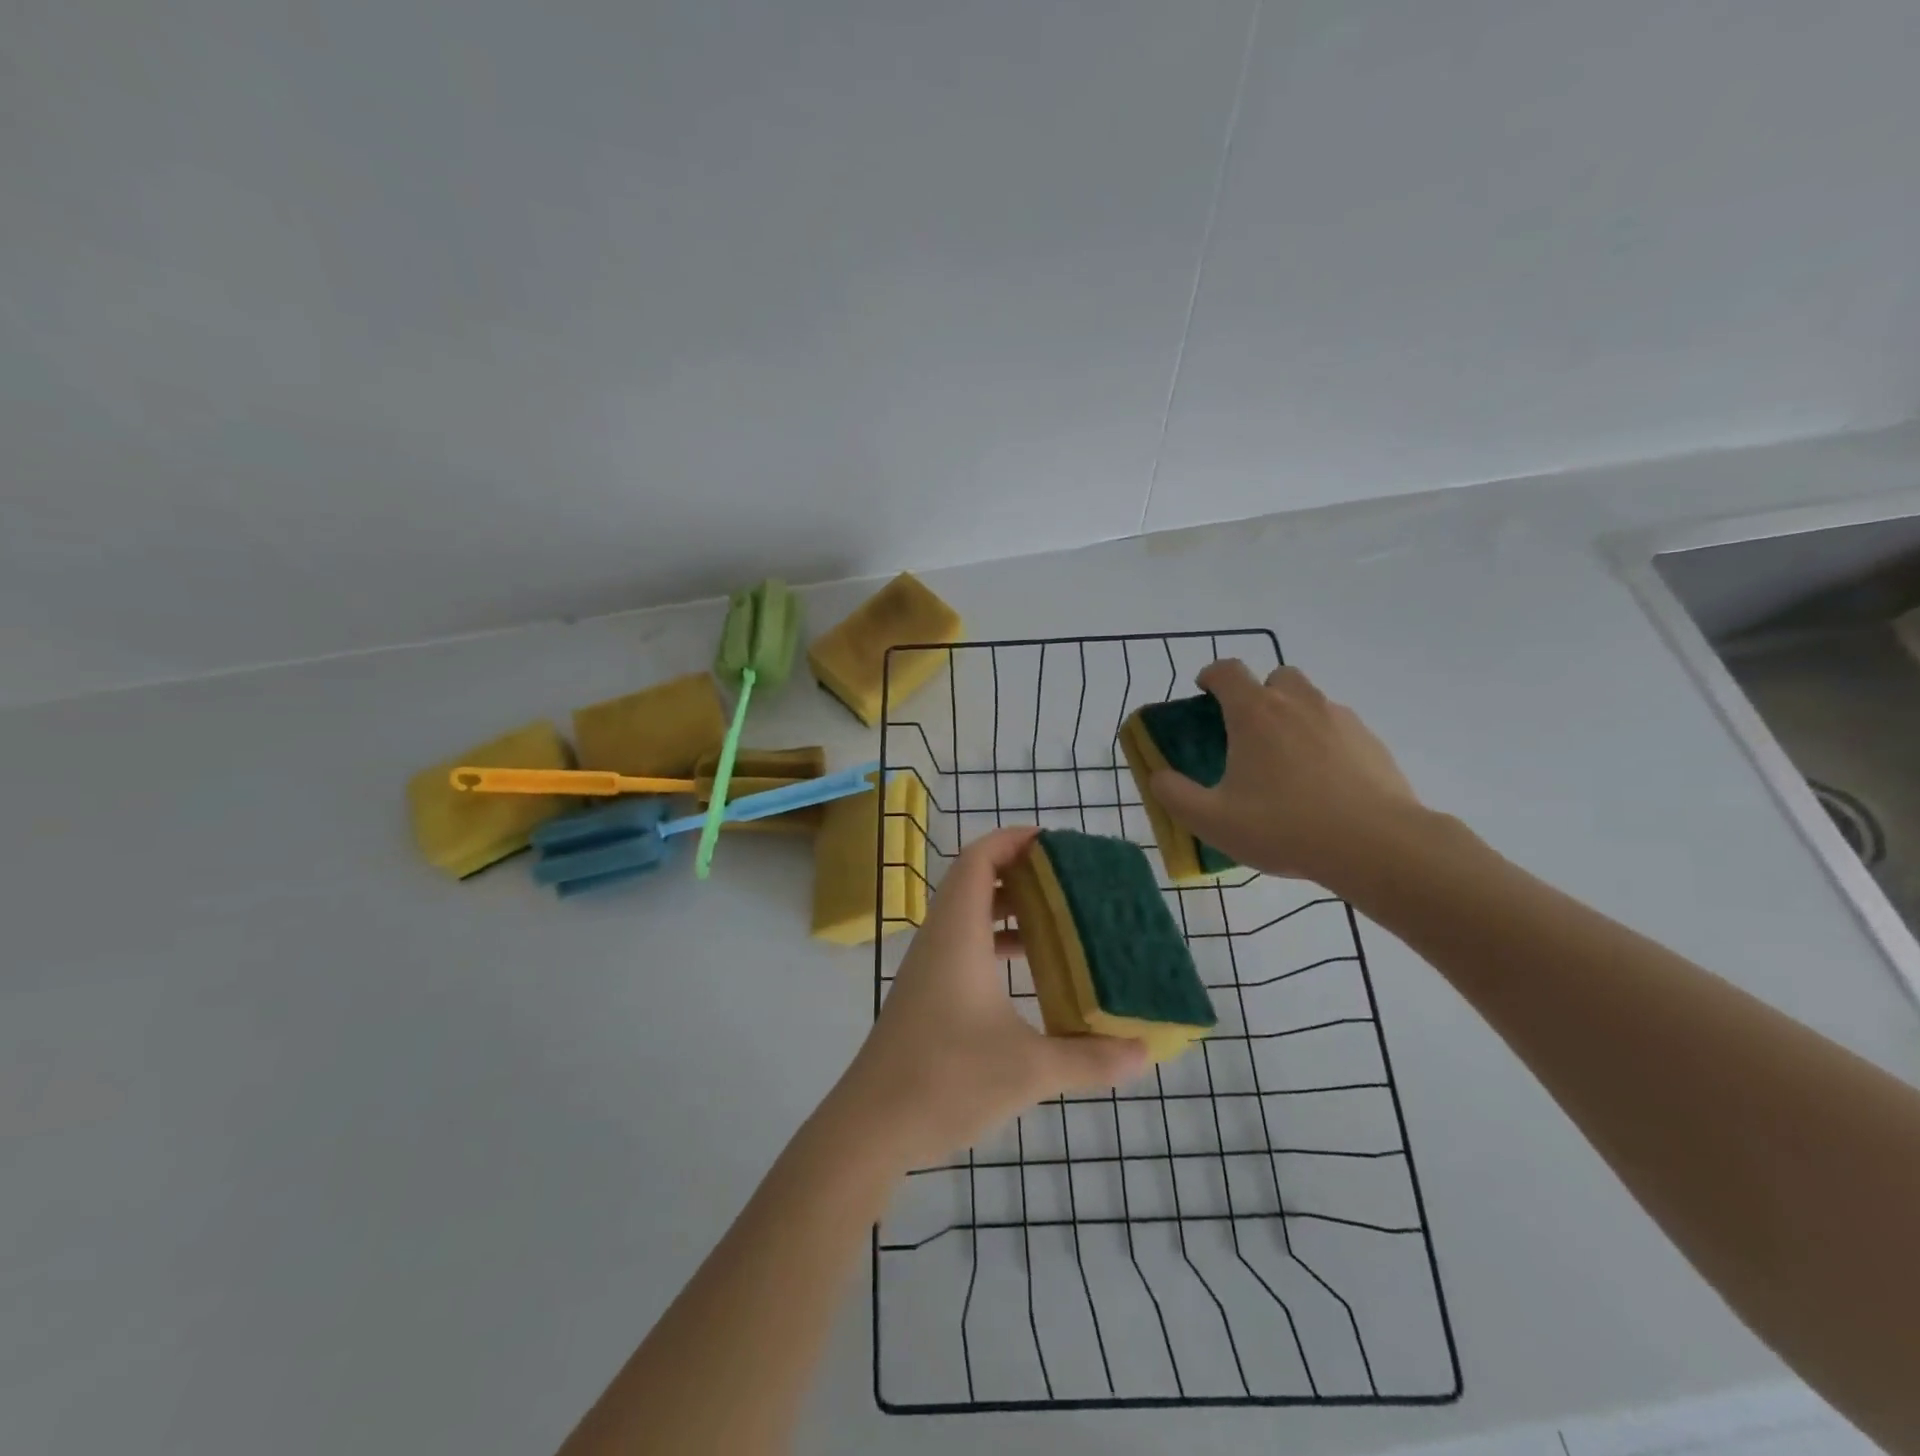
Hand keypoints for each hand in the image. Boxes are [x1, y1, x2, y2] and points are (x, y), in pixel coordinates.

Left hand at [840, 827, 1147, 1168]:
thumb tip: (1143, 1051)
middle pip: (974, 880)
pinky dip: (996, 941)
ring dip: (1008, 908)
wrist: (870, 1125)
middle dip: (1020, 871)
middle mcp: (940, 939)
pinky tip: (1029, 970)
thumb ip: (1089, 1058)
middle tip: (1069, 880)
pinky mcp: (926, 993)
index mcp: (958, 934)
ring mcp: (929, 966)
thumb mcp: (1029, 1070)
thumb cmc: (946, 1080)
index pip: (978, 860)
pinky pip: (963, 944)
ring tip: (1058, 917)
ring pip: (968, 914)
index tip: (1054, 841)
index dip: (1012, 840)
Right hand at [1151, 661, 1423, 885]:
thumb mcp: (1212, 820)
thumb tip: (1158, 776)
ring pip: (1310, 700)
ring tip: (1288, 763)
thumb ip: (1175, 795)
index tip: (1204, 694)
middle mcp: (1297, 703)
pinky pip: (1338, 728)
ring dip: (1293, 716)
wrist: (1375, 845)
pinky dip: (1324, 742)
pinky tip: (1324, 783)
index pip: (1227, 671)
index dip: (1211, 676)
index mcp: (1255, 713)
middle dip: (1259, 694)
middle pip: (1275, 677)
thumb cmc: (1284, 827)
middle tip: (1249, 733)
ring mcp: (1340, 718)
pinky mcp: (1371, 741)